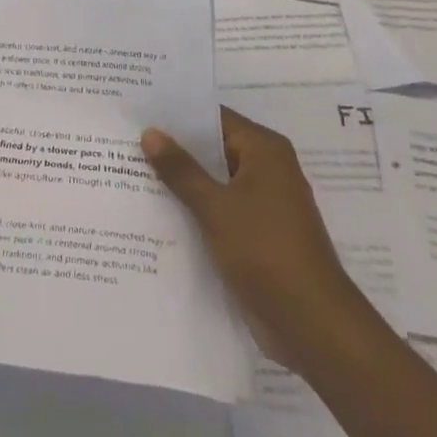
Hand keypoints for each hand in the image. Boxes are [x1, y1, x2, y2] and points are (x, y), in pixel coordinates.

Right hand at [141, 108, 363, 369]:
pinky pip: (218, 209)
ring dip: (180, 182)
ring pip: (213, 182)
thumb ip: (181, 170)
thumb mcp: (216, 207)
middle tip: (124, 140)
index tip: (138, 111)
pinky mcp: (256, 234)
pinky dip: (193, 208)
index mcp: (265, 151)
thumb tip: (150, 132)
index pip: (214, 118)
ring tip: (128, 171)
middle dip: (173, 149)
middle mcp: (267, 170)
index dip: (176, 115)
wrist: (312, 325)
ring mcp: (263, 204)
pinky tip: (154, 211)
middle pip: (212, 149)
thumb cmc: (266, 252)